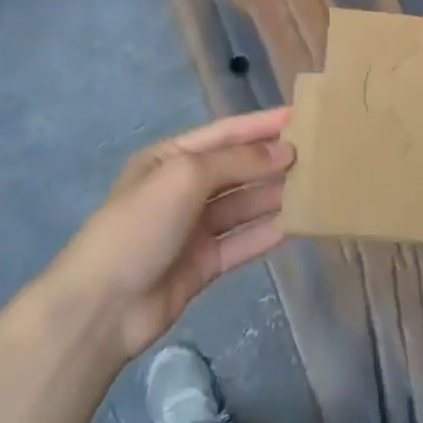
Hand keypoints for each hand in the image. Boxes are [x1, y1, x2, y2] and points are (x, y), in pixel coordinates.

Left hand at [44, 108, 293, 365]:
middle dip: (273, 159)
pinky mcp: (203, 263)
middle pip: (236, 168)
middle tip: (319, 153)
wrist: (102, 306)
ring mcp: (193, 228)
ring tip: (317, 185)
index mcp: (170, 158)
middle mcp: (182, 188)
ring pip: (243, 204)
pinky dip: (267, 231)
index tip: (302, 116)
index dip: (263, 124)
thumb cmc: (140, 226)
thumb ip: (237, 161)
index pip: (225, 133)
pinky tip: (297, 224)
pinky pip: (242, 241)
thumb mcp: (185, 177)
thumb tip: (285, 151)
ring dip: (275, 194)